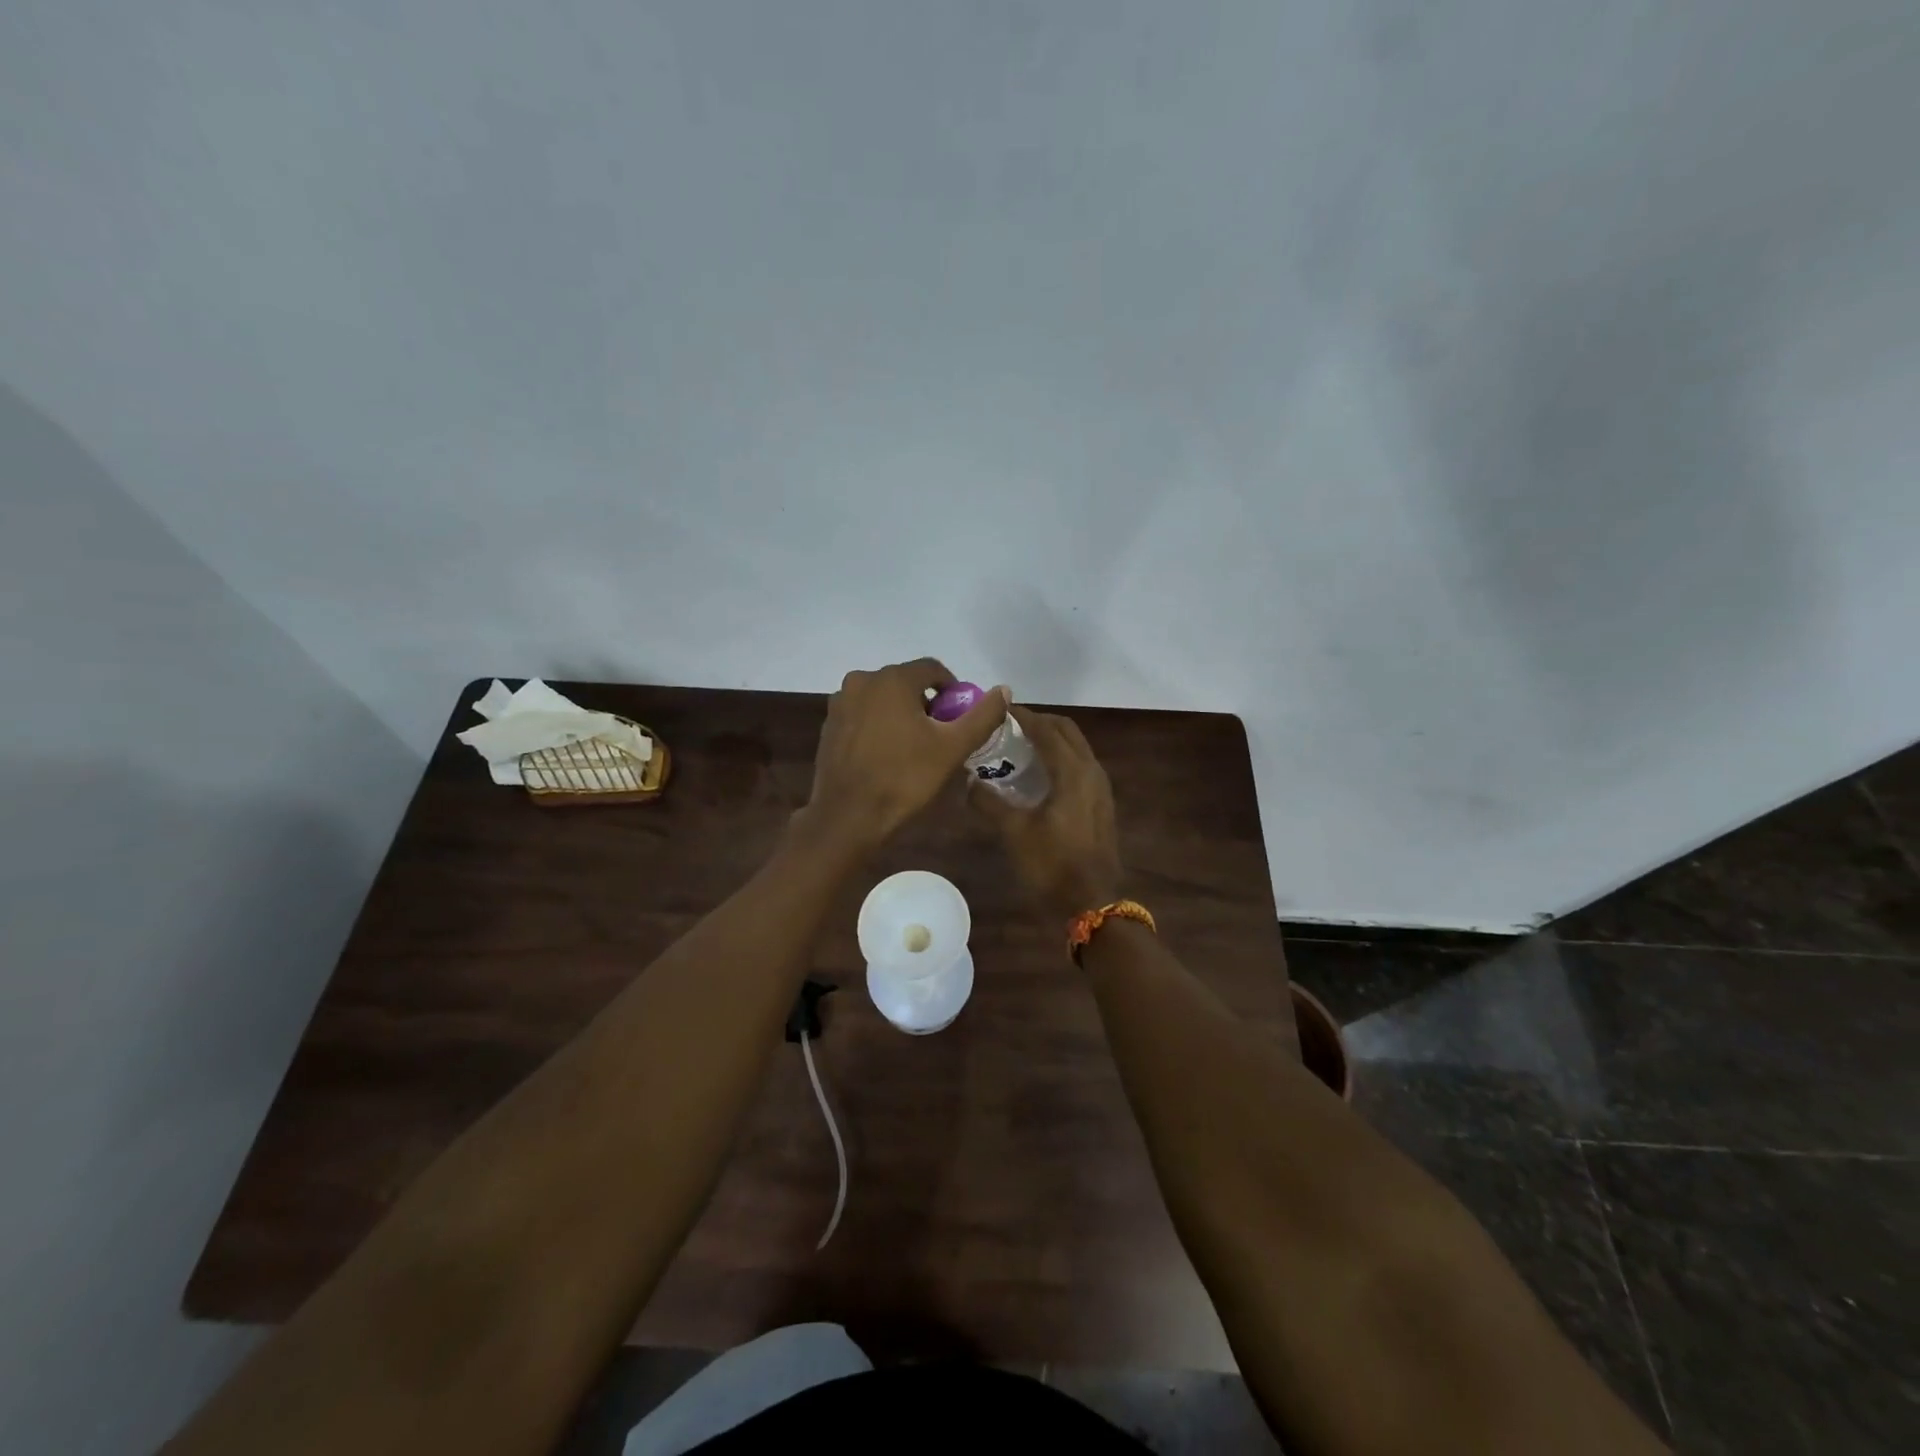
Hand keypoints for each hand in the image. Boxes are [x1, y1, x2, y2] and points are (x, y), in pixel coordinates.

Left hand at [803, 658, 1008, 848]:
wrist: (848, 816)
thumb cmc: (904, 778)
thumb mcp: (953, 748)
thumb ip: (982, 716)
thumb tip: (1004, 690)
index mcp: (892, 679)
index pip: (933, 668)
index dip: (953, 690)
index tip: (960, 718)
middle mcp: (862, 680)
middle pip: (906, 682)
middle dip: (927, 703)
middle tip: (941, 735)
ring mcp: (840, 702)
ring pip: (883, 698)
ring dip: (902, 713)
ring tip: (915, 747)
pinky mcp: (829, 725)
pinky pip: (863, 714)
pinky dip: (879, 725)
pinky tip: (887, 754)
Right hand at [968, 706, 1124, 922]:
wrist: (1092, 903)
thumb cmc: (1052, 864)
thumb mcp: (1014, 832)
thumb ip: (989, 802)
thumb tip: (969, 783)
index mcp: (1073, 771)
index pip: (1046, 729)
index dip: (1023, 715)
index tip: (999, 710)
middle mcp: (1092, 771)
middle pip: (1067, 731)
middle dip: (1039, 722)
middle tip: (1010, 726)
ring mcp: (1100, 788)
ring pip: (1076, 748)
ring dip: (1051, 739)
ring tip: (1020, 746)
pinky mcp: (1101, 804)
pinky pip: (1080, 766)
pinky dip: (1060, 758)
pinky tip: (1038, 776)